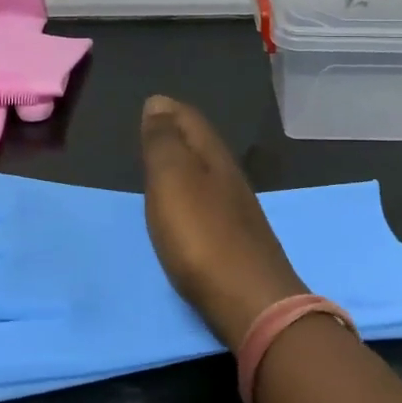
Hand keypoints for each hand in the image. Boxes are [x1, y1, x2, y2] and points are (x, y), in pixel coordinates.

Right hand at [140, 95, 304, 350]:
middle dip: (178, 131)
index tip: (150, 104)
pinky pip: (210, 200)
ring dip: (186, 162)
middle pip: (202, 143)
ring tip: (163, 164)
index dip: (169, 110)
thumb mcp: (172, 181)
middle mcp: (230, 176)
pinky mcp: (239, 239)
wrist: (251, 300)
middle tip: (152, 128)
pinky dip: (193, 191)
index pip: (190, 119)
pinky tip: (186, 205)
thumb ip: (164, 142)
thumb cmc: (202, 235)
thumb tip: (159, 102)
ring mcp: (238, 209)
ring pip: (208, 171)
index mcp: (213, 156)